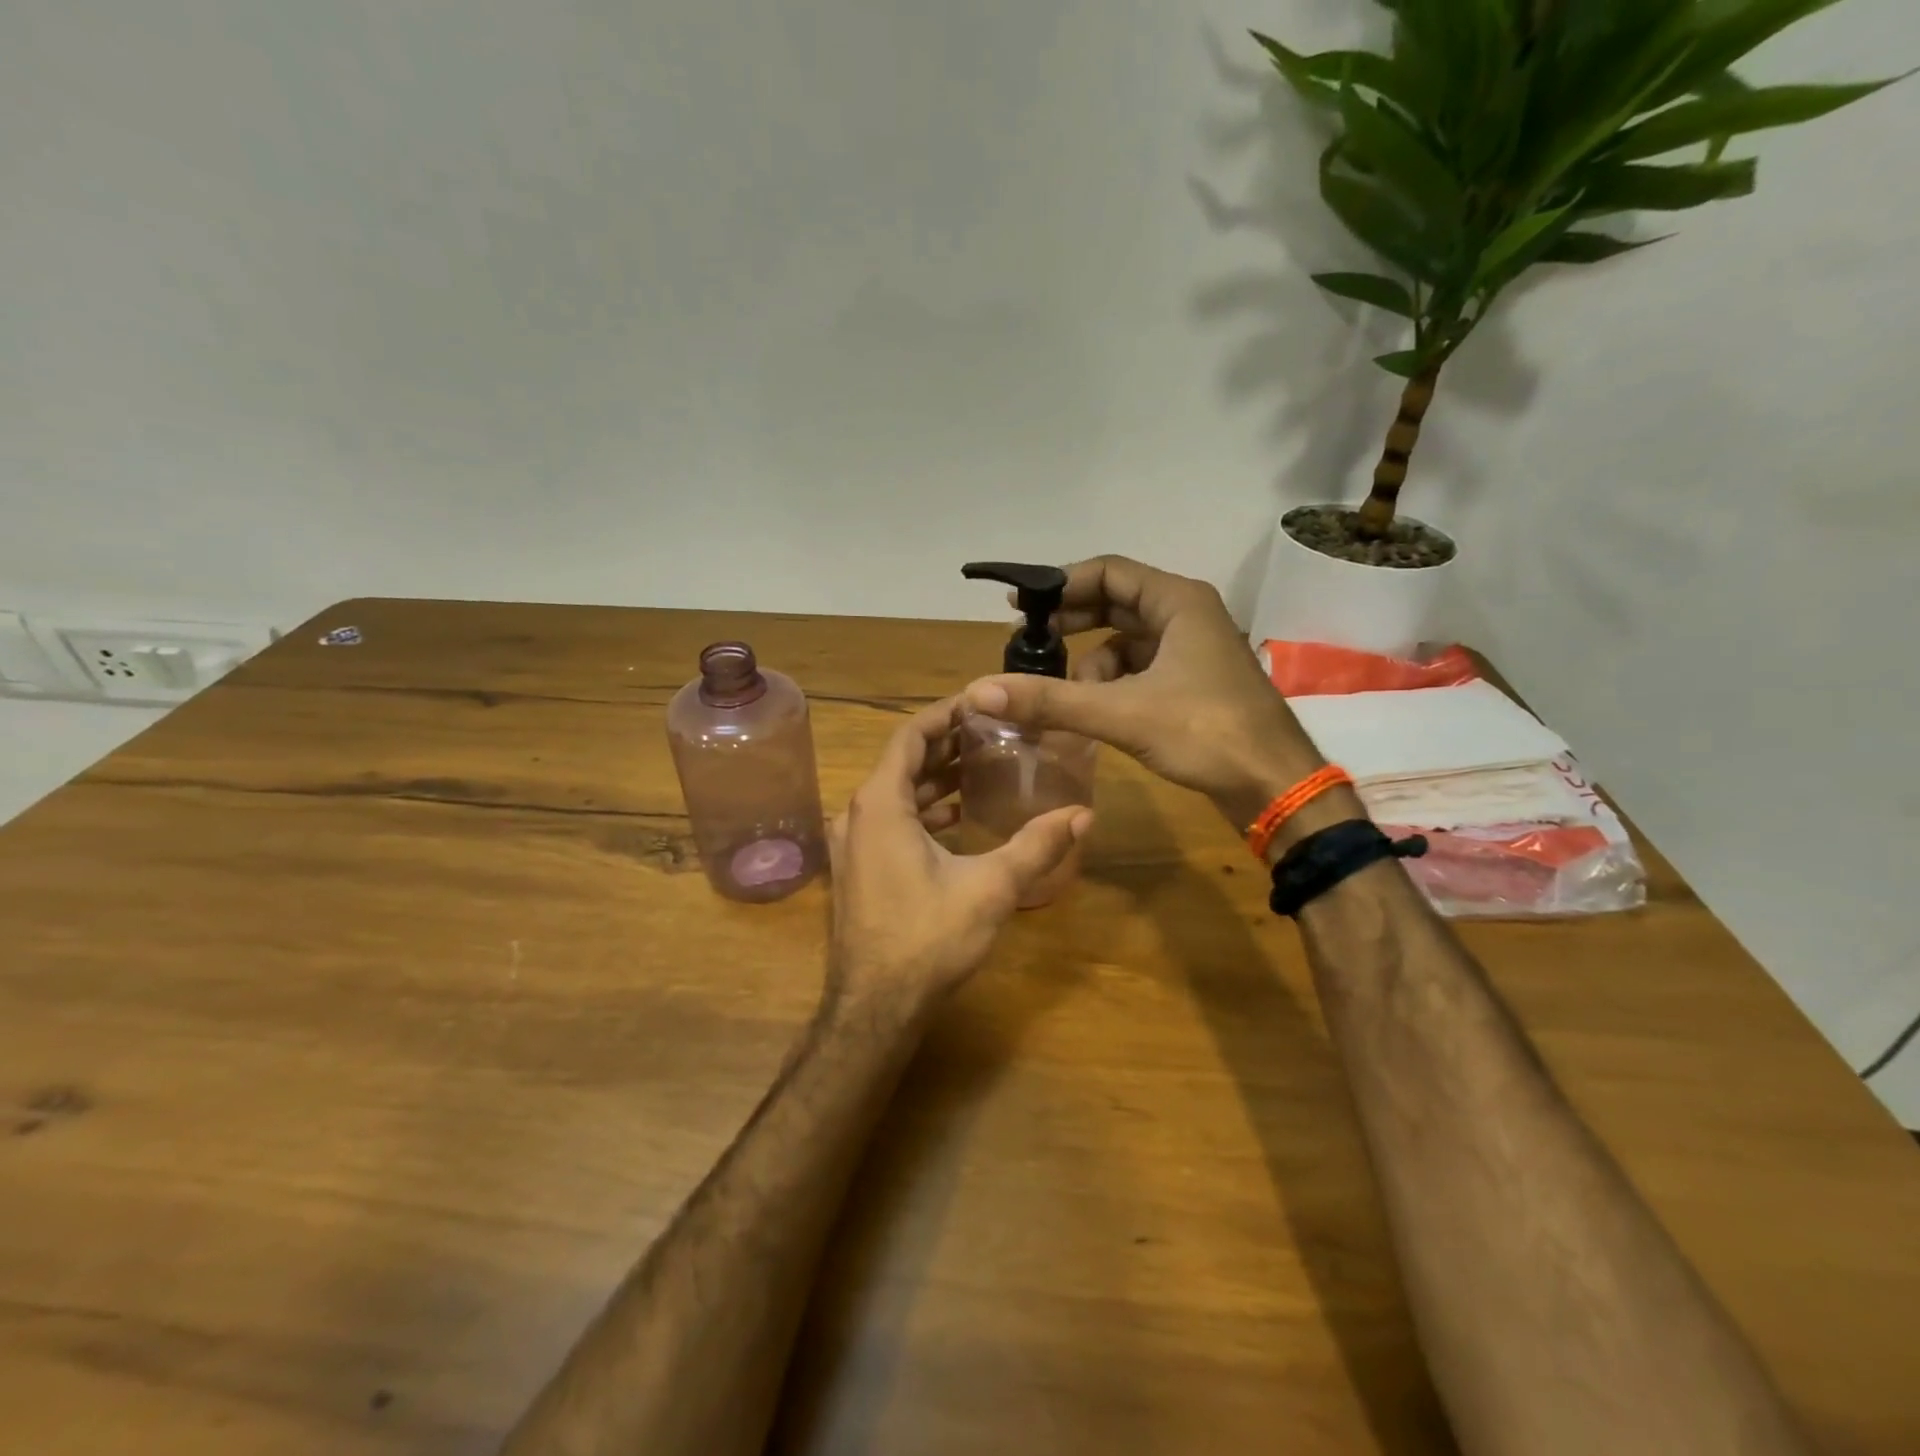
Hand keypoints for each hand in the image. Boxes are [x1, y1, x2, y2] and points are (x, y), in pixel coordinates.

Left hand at [828, 698, 1092, 1012]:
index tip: (980, 703)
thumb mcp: (990, 888)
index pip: (910, 736)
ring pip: (895, 794)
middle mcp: (857, 814)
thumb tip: (1083, 814)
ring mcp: (852, 844)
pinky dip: (922, 810)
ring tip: (982, 768)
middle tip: (992, 733)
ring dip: (935, 779)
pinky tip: (957, 817)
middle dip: (946, 745)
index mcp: (880, 804)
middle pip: (902, 762)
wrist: (874, 1008)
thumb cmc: (927, 939)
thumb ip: (1036, 846)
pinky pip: (890, 821)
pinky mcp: (858, 869)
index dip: (944, 715)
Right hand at [962, 556, 1322, 830]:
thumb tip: (979, 691)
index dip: (1061, 585)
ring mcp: (1193, 652)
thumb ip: (1050, 700)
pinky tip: (1096, 715)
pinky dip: (1112, 686)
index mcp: (1179, 602)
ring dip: (1092, 665)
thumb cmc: (1206, 734)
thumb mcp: (1121, 713)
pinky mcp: (1193, 684)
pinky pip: (1139, 671)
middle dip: (1072, 625)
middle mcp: (1188, 616)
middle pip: (1116, 604)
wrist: (1275, 786)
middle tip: (1030, 645)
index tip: (1020, 606)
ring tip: (1068, 697)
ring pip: (1126, 642)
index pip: (1108, 572)